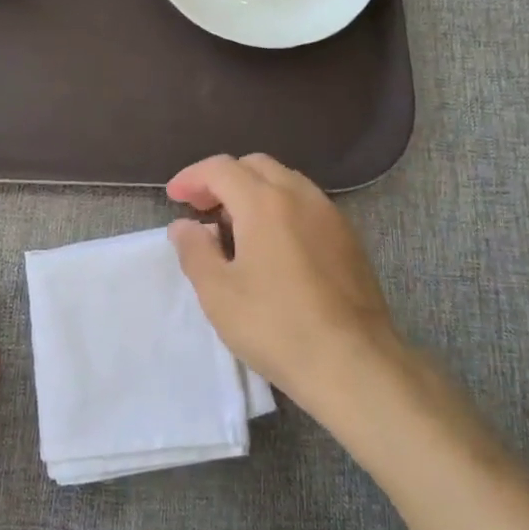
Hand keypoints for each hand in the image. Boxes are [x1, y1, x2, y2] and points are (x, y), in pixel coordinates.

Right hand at [167, 154, 408, 416]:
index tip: (174, 197)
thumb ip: (195, 251)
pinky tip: (273, 244)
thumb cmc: (276, 326)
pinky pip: (307, 203)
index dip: (192, 177)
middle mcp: (300, 195)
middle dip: (223, 179)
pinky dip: (280, 207)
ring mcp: (330, 214)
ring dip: (253, 190)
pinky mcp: (349, 238)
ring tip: (235, 226)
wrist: (354, 363)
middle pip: (255, 166)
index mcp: (264, 202)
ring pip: (285, 181)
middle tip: (201, 208)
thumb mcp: (218, 293)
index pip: (221, 168)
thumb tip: (183, 225)